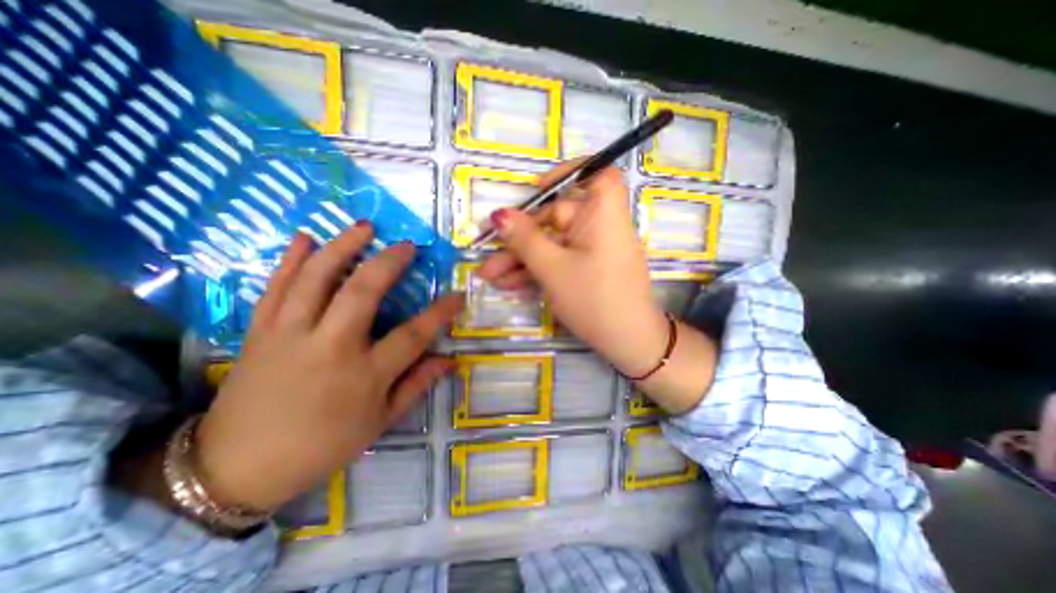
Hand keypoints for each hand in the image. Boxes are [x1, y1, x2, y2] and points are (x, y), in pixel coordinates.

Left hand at [194, 225, 465, 512]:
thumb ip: (417, 386)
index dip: (440, 313)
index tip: (458, 296)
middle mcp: (329, 347)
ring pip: (316, 280)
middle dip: (388, 263)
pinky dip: (291, 260)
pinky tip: (305, 237)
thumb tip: (450, 360)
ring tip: (364, 227)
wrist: (236, 468)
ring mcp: (290, 335)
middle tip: (408, 245)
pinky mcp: (259, 332)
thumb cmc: (322, 445)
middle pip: (361, 294)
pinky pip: (275, 288)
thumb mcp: (380, 422)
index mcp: (364, 375)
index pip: (413, 335)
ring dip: (342, 247)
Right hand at [474, 159, 661, 376]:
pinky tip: (509, 284)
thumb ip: (525, 239)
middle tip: (489, 255)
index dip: (569, 172)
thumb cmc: (593, 299)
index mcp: (602, 214)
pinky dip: (537, 270)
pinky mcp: (587, 269)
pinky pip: (559, 260)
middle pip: (555, 219)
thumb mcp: (552, 269)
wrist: (627, 343)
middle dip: (520, 238)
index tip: (538, 188)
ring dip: (521, 259)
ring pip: (552, 244)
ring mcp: (593, 250)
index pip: (597, 173)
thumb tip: (498, 214)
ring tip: (490, 276)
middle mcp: (599, 226)